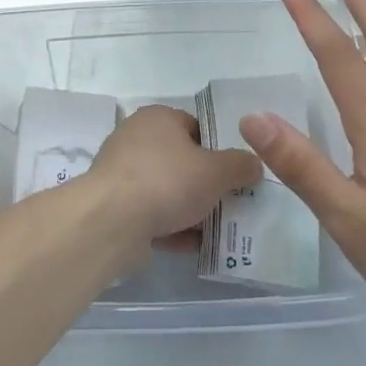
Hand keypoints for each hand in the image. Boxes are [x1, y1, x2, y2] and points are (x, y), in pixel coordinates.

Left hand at [83, 105, 263, 256]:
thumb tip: (254, 164)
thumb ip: (240, 165)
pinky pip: (152, 216)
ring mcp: (122, 176)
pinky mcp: (116, 208)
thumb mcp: (217, 171)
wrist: (112, 222)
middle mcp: (136, 140)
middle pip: (182, 161)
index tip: (237, 172)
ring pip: (167, 191)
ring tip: (221, 230)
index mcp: (158, 118)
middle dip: (207, 184)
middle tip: (234, 202)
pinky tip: (196, 247)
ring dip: (192, 210)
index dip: (219, 148)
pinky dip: (173, 229)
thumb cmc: (167, 181)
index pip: (196, 127)